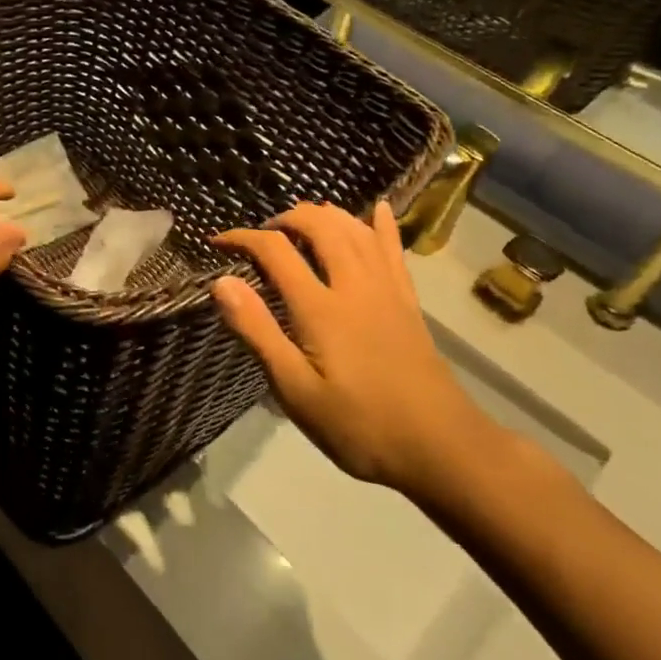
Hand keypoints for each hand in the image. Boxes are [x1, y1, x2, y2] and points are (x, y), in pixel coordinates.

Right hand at [211, 202, 500, 498]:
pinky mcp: (408, 302)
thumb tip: (221, 282)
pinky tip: (377, 209)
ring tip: (300, 222)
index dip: (242, 238)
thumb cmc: (360, 426)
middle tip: (260, 236)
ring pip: (355, 229)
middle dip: (285, 219)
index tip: (217, 243)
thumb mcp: (295, 390)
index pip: (275, 251)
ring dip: (324, 215)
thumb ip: (258, 331)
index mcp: (321, 307)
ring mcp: (387, 290)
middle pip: (319, 226)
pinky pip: (394, 250)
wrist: (443, 450)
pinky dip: (381, 225)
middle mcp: (354, 285)